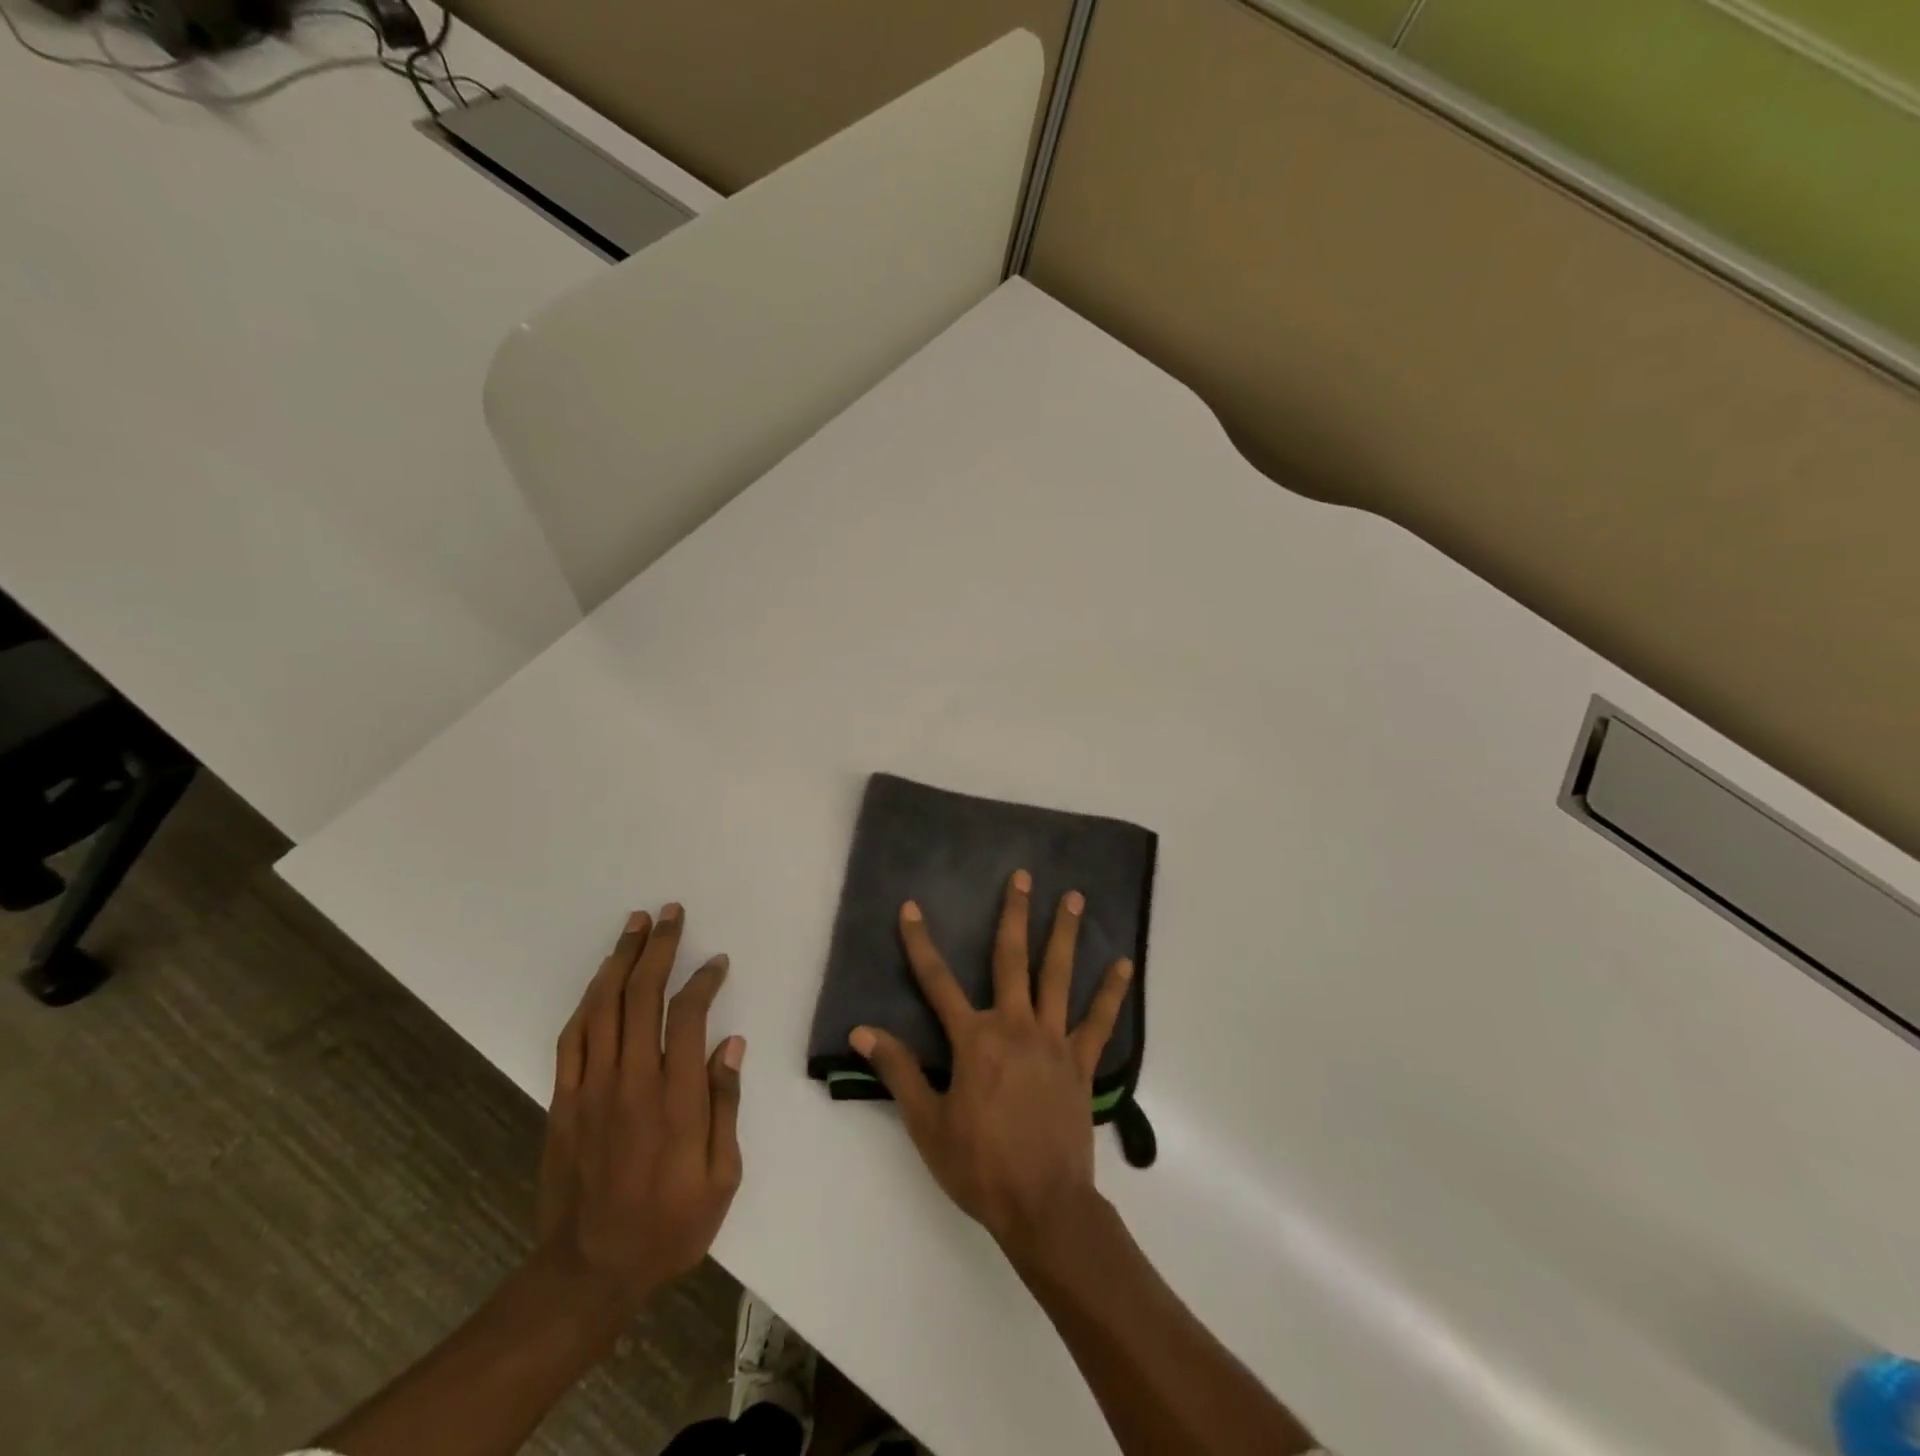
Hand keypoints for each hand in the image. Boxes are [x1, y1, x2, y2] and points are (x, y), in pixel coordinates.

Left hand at [535, 903, 744, 1314]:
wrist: (589, 1270)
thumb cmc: (669, 1224)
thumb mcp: (722, 1176)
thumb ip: (725, 1104)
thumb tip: (732, 1043)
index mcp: (676, 1098)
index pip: (689, 1016)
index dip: (703, 980)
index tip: (717, 962)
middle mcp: (632, 1081)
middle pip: (642, 997)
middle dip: (658, 948)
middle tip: (670, 913)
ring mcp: (591, 1088)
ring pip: (603, 1007)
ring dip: (620, 961)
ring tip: (635, 925)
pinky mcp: (563, 1100)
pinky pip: (572, 1037)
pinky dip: (587, 1000)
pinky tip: (600, 979)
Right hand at [850, 870, 1132, 1260]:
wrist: (1042, 1206)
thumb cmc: (978, 1166)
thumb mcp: (927, 1123)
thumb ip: (898, 1070)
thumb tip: (863, 1031)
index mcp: (974, 1040)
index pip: (937, 982)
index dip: (920, 943)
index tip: (911, 908)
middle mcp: (1014, 1026)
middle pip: (1011, 959)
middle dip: (1014, 914)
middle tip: (1023, 876)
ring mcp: (1053, 1041)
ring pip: (1058, 976)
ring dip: (1065, 934)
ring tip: (1075, 898)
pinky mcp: (1081, 1062)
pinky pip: (1099, 1021)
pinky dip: (1111, 991)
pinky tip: (1123, 964)